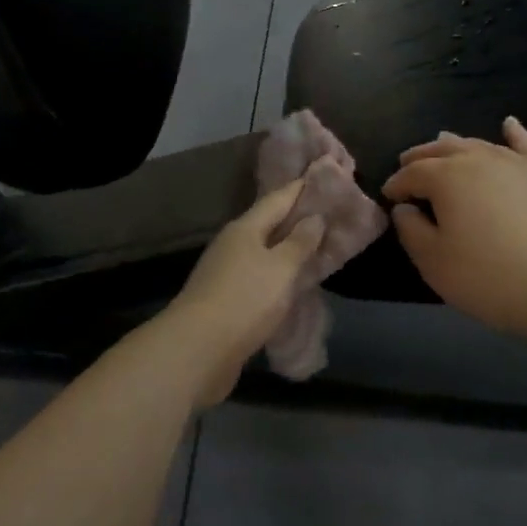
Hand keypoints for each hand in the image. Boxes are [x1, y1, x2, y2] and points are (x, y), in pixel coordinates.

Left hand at [164, 180, 326, 407]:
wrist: (197, 350)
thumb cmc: (245, 300)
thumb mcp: (280, 268)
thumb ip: (300, 243)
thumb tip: (313, 217)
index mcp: (245, 228)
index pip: (278, 198)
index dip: (301, 188)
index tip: (324, 176)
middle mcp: (233, 244)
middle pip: (269, 224)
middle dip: (296, 218)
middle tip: (329, 213)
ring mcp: (226, 272)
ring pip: (264, 252)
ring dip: (287, 248)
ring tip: (317, 246)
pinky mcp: (225, 299)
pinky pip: (259, 277)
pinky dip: (278, 274)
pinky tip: (292, 282)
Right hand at [383, 117, 526, 346]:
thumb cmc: (494, 278)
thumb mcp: (437, 264)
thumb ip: (412, 231)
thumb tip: (405, 208)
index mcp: (447, 178)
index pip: (412, 174)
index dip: (396, 184)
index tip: (389, 197)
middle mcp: (480, 159)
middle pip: (442, 150)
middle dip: (421, 157)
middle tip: (407, 165)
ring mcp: (518, 162)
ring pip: (479, 144)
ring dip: (455, 145)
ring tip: (442, 146)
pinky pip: (525, 145)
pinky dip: (513, 133)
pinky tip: (508, 124)